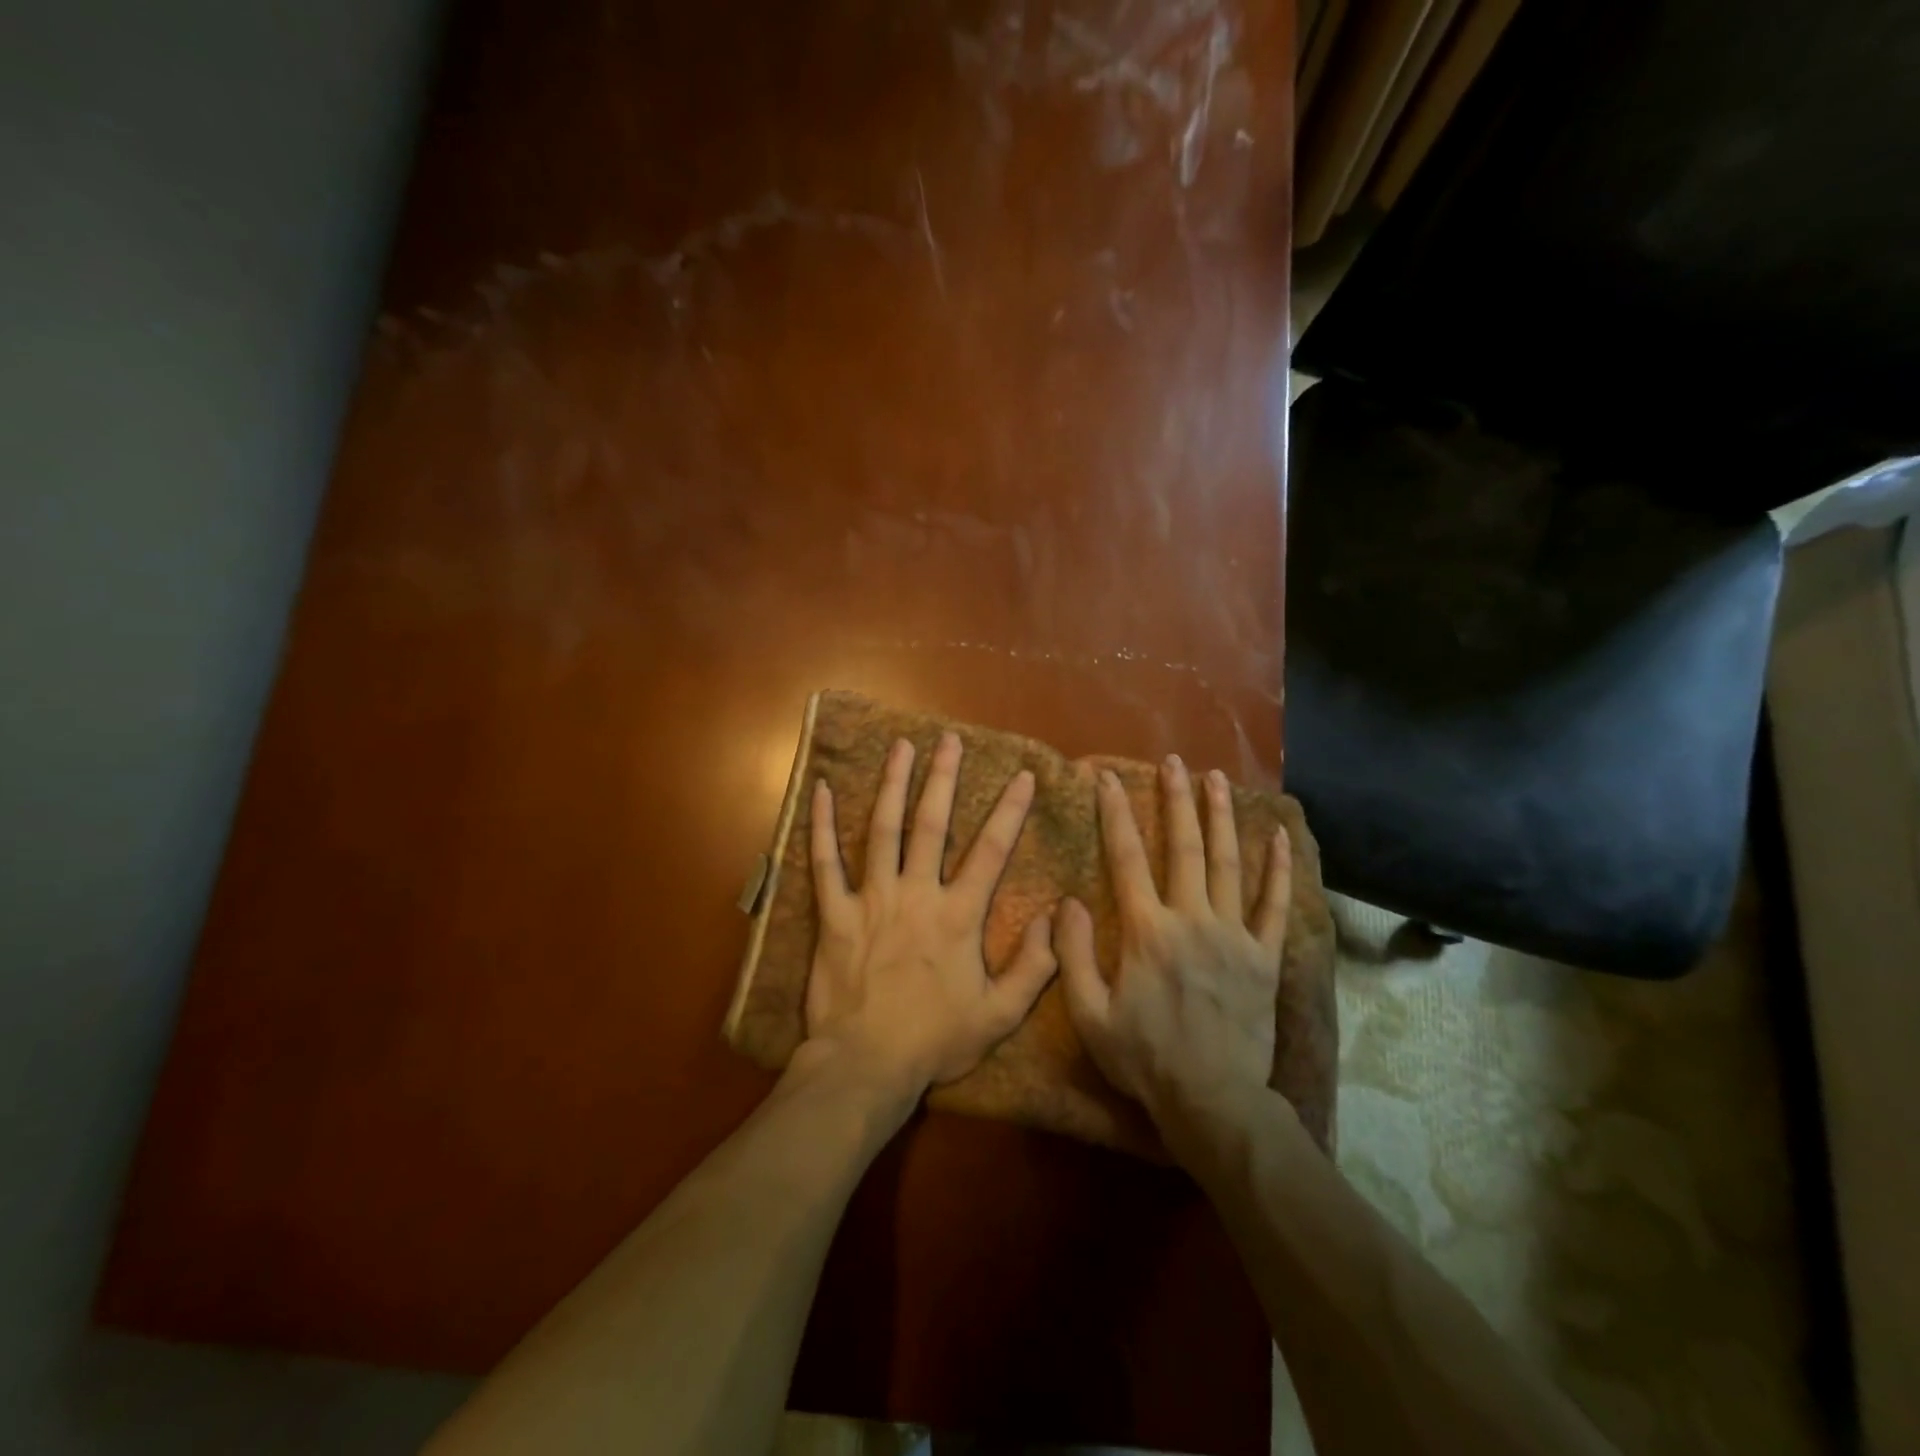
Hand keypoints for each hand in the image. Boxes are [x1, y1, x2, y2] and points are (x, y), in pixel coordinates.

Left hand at [802, 732, 1058, 1098]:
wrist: (865, 1065)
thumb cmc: (934, 1041)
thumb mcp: (998, 1015)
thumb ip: (1033, 967)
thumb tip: (1053, 918)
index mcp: (958, 915)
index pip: (991, 851)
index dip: (1010, 811)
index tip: (1022, 776)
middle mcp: (916, 894)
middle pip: (931, 824)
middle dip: (943, 778)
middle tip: (948, 739)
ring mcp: (871, 899)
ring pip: (882, 830)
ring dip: (892, 784)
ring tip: (900, 747)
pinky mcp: (833, 914)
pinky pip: (824, 862)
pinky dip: (822, 825)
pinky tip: (823, 791)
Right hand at [1056, 756, 1292, 1156]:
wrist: (1212, 1101)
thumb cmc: (1144, 1058)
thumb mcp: (1089, 1014)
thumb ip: (1074, 953)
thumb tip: (1067, 901)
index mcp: (1147, 931)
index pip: (1126, 857)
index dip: (1115, 813)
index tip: (1108, 778)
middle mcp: (1192, 919)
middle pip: (1183, 847)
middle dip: (1175, 799)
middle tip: (1173, 761)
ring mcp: (1234, 935)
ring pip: (1227, 863)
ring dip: (1220, 817)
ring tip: (1216, 778)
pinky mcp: (1264, 957)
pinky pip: (1275, 905)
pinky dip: (1276, 869)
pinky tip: (1277, 835)